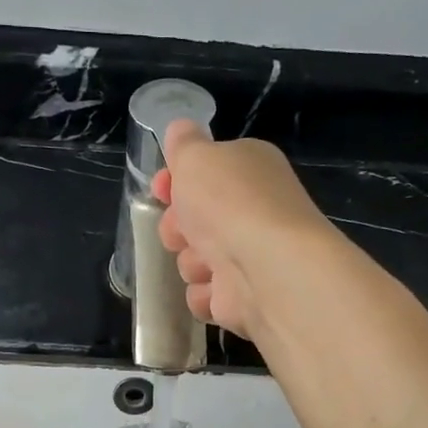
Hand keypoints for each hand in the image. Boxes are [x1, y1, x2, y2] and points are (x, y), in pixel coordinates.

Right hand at [152, 118, 335, 339]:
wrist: (266, 268)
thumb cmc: (229, 203)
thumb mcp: (196, 157)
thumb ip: (184, 144)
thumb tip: (179, 129)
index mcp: (249, 171)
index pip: (206, 173)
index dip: (176, 181)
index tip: (161, 190)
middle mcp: (252, 212)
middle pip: (194, 221)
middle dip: (178, 227)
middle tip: (181, 231)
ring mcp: (249, 258)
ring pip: (195, 260)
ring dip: (191, 262)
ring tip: (207, 263)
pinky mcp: (242, 298)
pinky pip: (205, 296)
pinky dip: (205, 294)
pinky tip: (215, 288)